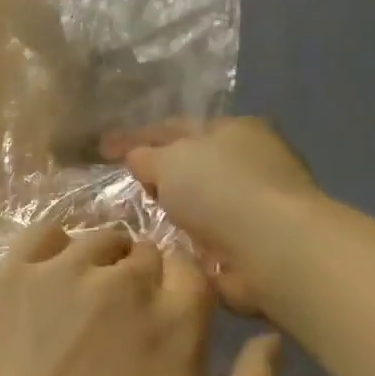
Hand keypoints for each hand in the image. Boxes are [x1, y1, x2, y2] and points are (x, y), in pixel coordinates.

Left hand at [0, 224, 280, 375]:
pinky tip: (49, 279)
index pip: (193, 272)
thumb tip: (270, 338)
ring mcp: (62, 270)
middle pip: (147, 254)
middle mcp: (124, 279)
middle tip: (121, 326)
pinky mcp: (10, 274)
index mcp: (177, 319)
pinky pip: (44, 234)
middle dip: (144, 282)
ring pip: (99, 240)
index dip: (182, 295)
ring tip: (85, 302)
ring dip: (103, 262)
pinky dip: (55, 248)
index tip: (166, 324)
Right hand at [110, 118, 324, 316]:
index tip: (103, 149)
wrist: (271, 248)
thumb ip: (145, 156)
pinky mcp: (253, 243)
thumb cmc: (219, 190)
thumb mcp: (169, 161)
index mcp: (233, 129)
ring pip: (197, 203)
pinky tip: (160, 247)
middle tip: (120, 187)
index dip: (136, 138)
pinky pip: (205, 237)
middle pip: (190, 165)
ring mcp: (254, 205)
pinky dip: (185, 241)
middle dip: (157, 174)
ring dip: (172, 211)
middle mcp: (248, 162)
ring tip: (134, 221)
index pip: (174, 127)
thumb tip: (136, 157)